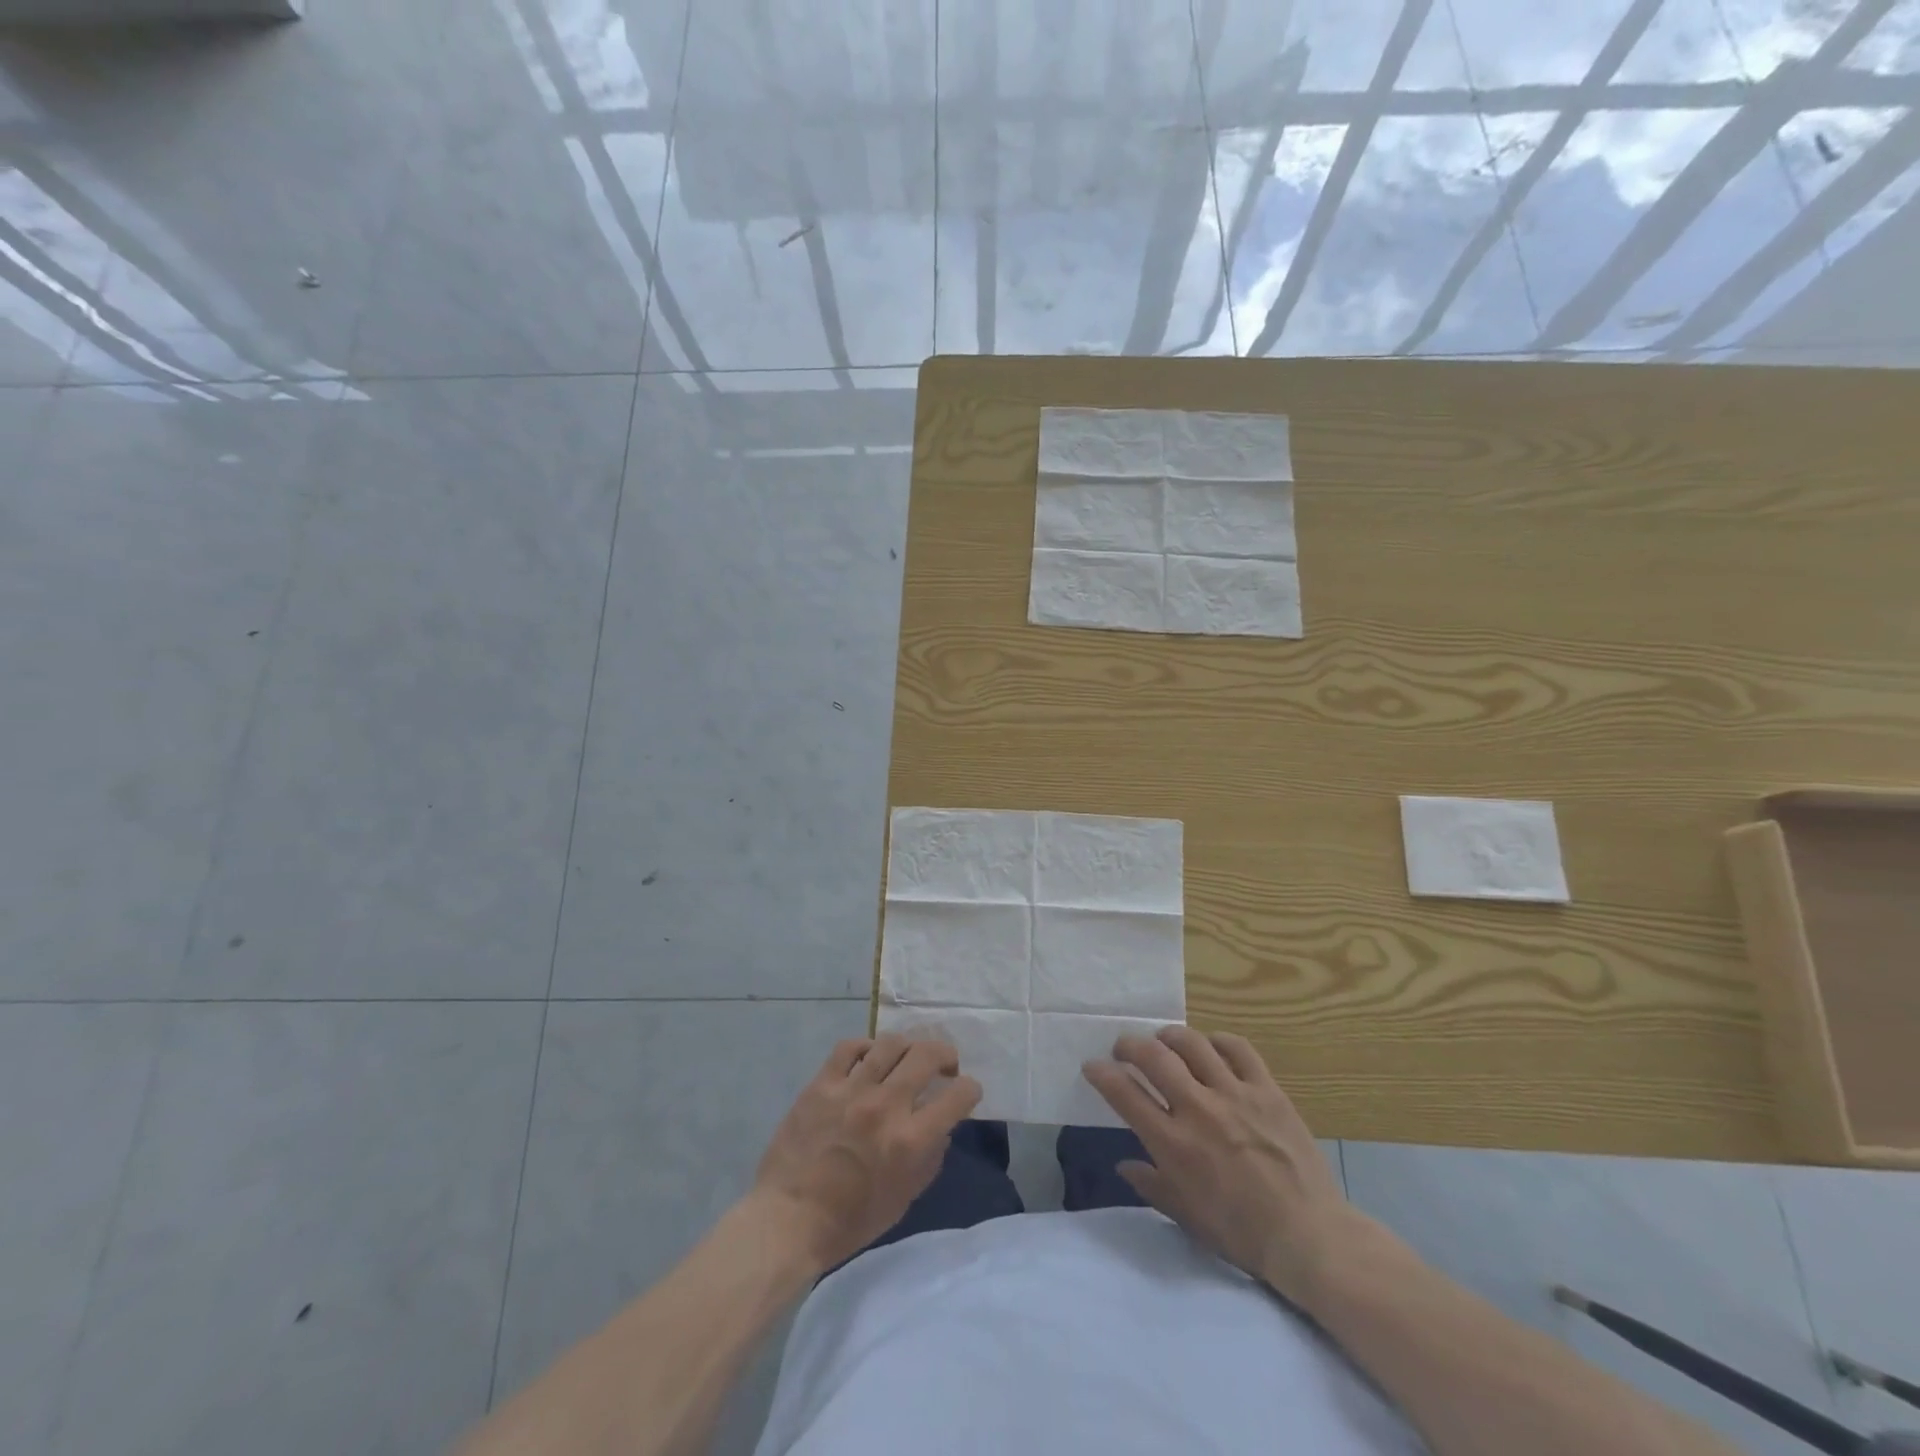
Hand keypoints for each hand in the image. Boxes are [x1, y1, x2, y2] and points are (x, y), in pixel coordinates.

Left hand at [750, 1035, 980, 1273]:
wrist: (789, 1219)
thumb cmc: (851, 1220)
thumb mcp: (905, 1198)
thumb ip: (930, 1157)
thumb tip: (941, 1126)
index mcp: (910, 1140)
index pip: (957, 1095)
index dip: (969, 1089)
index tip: (965, 1091)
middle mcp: (885, 1106)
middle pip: (927, 1055)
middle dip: (945, 1055)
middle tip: (944, 1066)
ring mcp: (851, 1090)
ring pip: (890, 1044)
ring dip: (908, 1047)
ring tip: (907, 1058)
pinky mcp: (822, 1084)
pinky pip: (849, 1047)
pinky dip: (866, 1047)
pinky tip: (869, 1058)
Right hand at [1084, 1027, 1363, 1308]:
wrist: (1309, 1237)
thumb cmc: (1241, 1233)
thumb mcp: (1186, 1216)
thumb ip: (1151, 1185)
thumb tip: (1123, 1166)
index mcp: (1174, 1144)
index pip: (1124, 1094)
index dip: (1102, 1074)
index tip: (1093, 1066)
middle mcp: (1198, 1110)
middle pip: (1153, 1057)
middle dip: (1130, 1045)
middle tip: (1124, 1049)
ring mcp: (1235, 1095)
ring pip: (1192, 1043)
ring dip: (1170, 1036)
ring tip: (1164, 1041)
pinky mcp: (1267, 1090)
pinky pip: (1239, 1048)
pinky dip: (1219, 1041)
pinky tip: (1212, 1047)